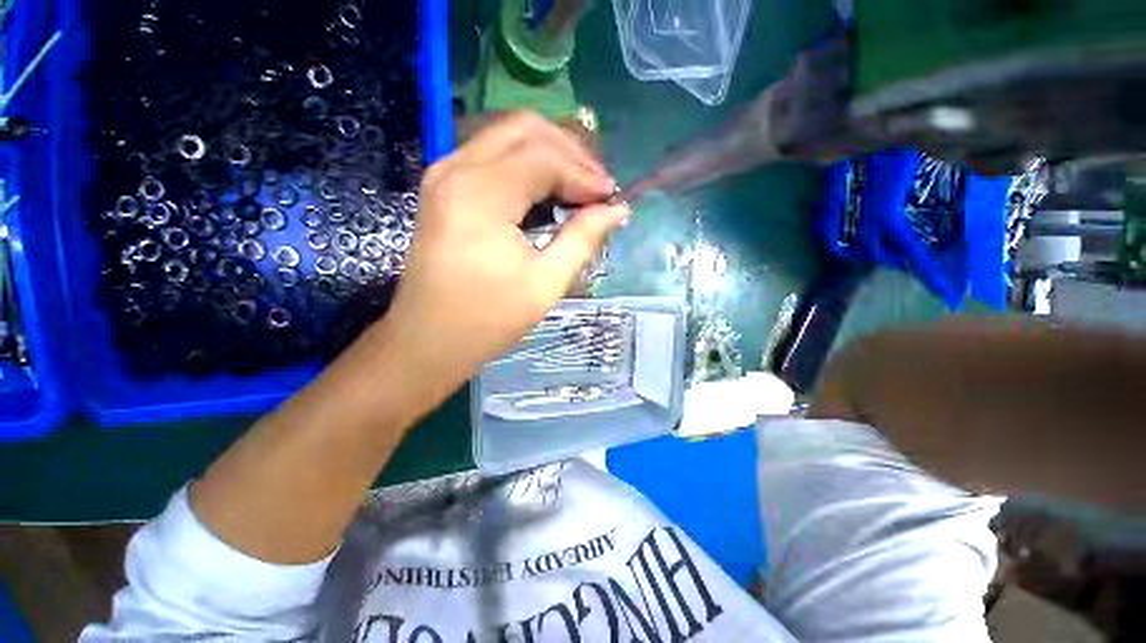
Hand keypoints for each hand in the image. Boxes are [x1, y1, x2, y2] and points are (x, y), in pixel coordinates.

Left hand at [379, 111, 629, 402]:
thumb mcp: (545, 283)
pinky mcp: (443, 186)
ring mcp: (444, 173)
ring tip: (577, 189)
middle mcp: (456, 168)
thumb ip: (582, 238)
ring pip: (508, 136)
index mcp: (480, 195)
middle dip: (569, 152)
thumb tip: (617, 209)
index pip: (544, 156)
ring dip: (549, 154)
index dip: (584, 173)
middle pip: (525, 129)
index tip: (611, 198)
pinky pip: (492, 154)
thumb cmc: (487, 320)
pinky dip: (526, 165)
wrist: (428, 341)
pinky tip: (546, 191)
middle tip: (595, 189)